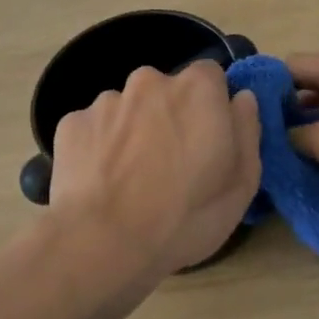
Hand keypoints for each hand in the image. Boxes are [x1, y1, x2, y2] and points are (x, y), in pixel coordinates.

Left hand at [48, 61, 261, 277]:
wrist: (102, 242)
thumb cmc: (185, 216)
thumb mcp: (241, 184)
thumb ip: (246, 129)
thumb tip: (241, 98)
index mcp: (196, 89)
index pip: (211, 76)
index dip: (211, 106)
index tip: (209, 139)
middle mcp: (149, 81)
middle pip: (166, 91)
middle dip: (169, 116)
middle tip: (170, 165)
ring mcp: (106, 100)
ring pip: (128, 109)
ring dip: (133, 132)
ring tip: (130, 179)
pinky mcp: (72, 123)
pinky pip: (94, 128)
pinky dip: (99, 148)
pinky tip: (101, 182)